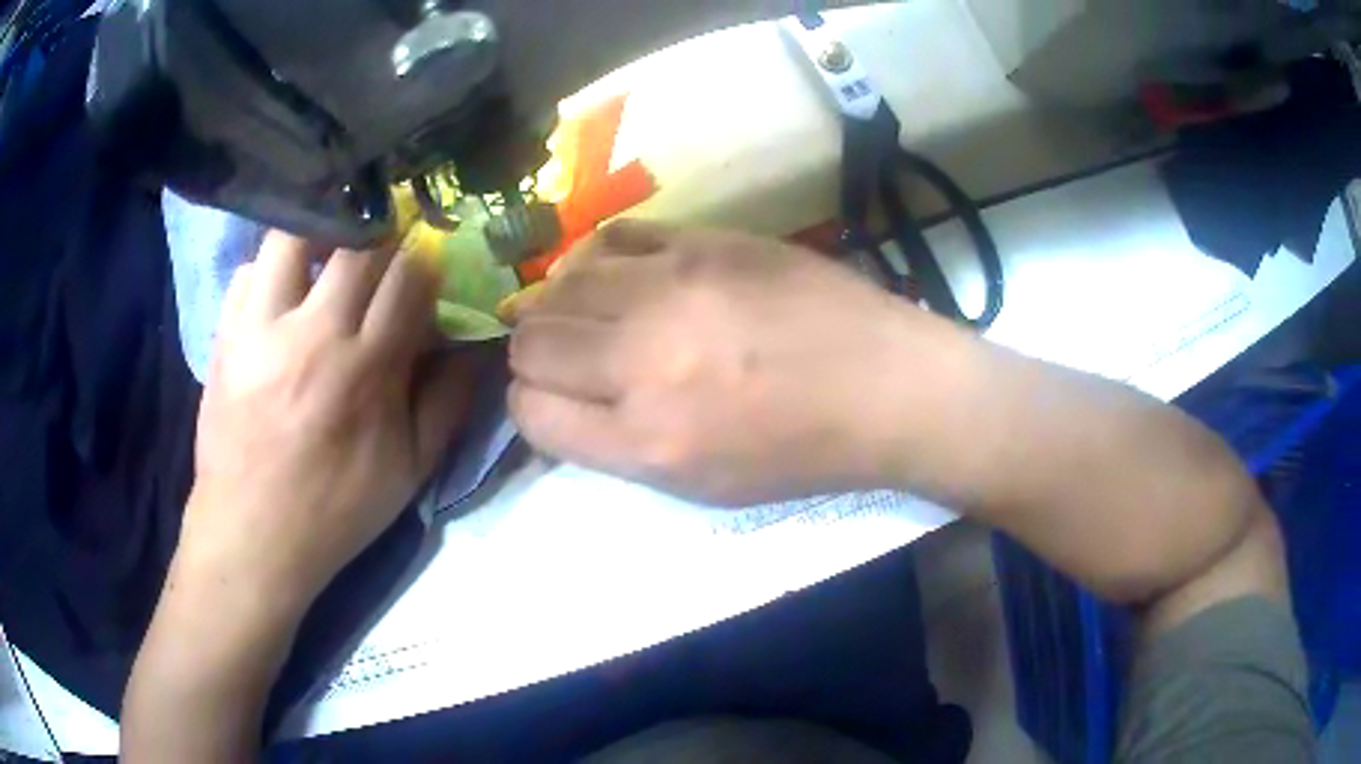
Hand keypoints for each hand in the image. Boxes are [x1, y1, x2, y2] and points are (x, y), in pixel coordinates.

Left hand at [180, 231, 476, 611]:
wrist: (253, 535)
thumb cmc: (336, 510)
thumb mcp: (411, 471)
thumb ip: (449, 402)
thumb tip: (474, 346)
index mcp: (367, 368)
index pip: (408, 274)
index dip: (424, 262)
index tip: (424, 272)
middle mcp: (314, 333)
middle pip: (358, 242)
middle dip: (380, 239)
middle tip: (380, 256)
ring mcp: (261, 328)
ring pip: (294, 236)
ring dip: (320, 234)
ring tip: (327, 255)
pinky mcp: (225, 335)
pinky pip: (248, 270)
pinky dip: (270, 269)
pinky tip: (280, 293)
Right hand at [507, 221, 970, 505]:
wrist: (887, 384)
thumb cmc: (801, 452)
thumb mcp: (702, 485)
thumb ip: (616, 446)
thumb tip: (558, 400)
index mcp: (646, 442)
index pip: (528, 411)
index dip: (531, 405)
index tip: (554, 399)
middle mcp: (644, 363)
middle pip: (530, 343)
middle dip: (537, 355)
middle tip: (570, 357)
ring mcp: (672, 290)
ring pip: (557, 286)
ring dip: (560, 305)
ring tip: (590, 314)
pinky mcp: (703, 242)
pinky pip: (610, 238)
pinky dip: (596, 260)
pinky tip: (617, 274)